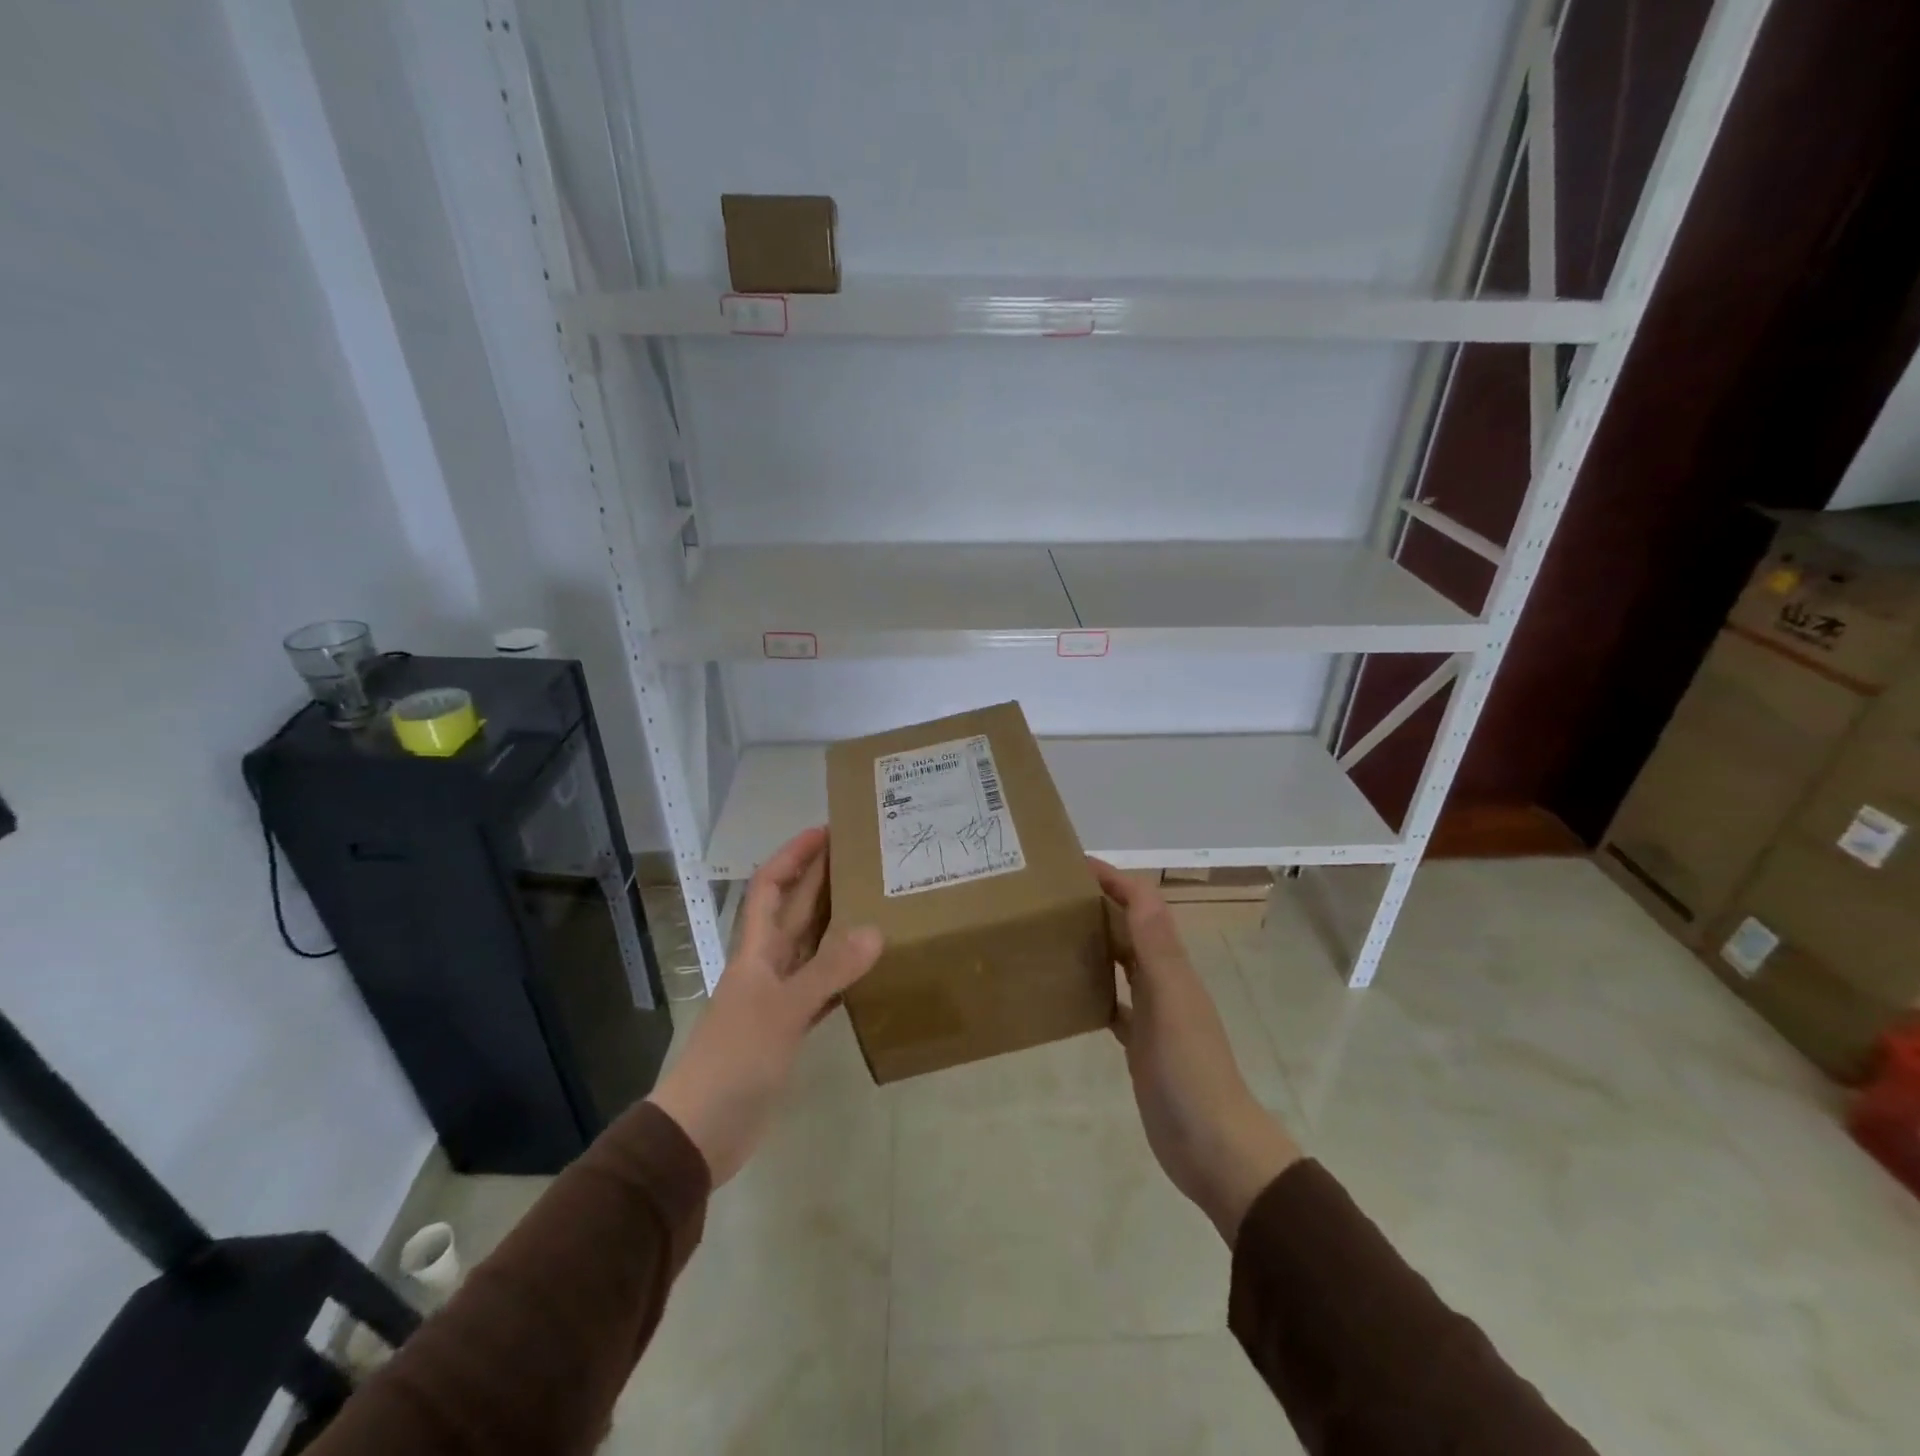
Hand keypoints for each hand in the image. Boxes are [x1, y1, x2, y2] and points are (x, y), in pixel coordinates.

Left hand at [648, 827, 882, 1185]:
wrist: (703, 1131)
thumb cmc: (735, 1060)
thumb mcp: (782, 1011)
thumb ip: (828, 972)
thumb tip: (876, 930)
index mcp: (756, 951)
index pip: (771, 886)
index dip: (794, 855)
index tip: (826, 831)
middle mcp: (767, 966)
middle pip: (795, 911)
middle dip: (822, 880)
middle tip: (865, 858)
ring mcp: (778, 998)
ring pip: (812, 948)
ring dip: (837, 924)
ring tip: (877, 902)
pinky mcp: (789, 1029)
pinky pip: (823, 988)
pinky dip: (844, 975)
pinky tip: (871, 969)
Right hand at [1092, 860, 1299, 1241]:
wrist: (1212, 1147)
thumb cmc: (1190, 1070)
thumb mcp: (1171, 1002)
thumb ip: (1156, 947)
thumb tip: (1139, 888)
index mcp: (1172, 965)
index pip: (1144, 905)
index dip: (1115, 879)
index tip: (1074, 865)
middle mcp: (1164, 981)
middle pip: (1131, 928)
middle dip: (1101, 903)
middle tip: (1053, 895)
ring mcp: (1154, 1014)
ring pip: (1122, 963)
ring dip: (1097, 941)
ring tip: (1055, 932)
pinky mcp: (1141, 1045)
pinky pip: (1114, 1004)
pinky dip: (1096, 989)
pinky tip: (1070, 991)